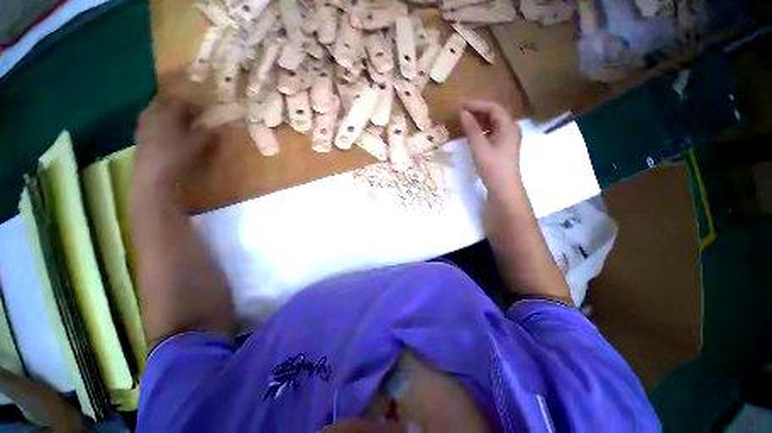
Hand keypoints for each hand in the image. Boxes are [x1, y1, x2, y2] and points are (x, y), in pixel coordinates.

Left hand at [134, 97, 213, 193]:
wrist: (154, 175)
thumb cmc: (179, 155)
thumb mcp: (200, 144)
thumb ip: (211, 132)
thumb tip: (224, 125)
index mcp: (169, 111)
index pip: (182, 101)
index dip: (194, 106)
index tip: (203, 113)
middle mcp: (154, 113)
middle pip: (165, 103)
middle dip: (176, 108)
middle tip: (189, 117)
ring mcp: (143, 124)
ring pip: (155, 113)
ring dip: (166, 116)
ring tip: (178, 126)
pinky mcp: (139, 137)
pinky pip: (149, 124)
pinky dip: (158, 126)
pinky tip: (166, 137)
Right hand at [459, 100, 521, 202]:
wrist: (504, 188)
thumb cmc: (492, 167)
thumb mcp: (479, 147)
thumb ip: (471, 129)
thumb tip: (462, 113)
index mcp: (508, 126)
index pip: (493, 108)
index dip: (477, 104)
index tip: (461, 106)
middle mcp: (511, 129)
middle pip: (495, 113)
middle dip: (479, 111)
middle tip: (462, 113)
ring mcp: (509, 138)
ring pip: (494, 123)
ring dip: (480, 120)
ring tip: (466, 121)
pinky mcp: (504, 147)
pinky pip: (494, 132)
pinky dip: (483, 129)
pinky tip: (474, 133)